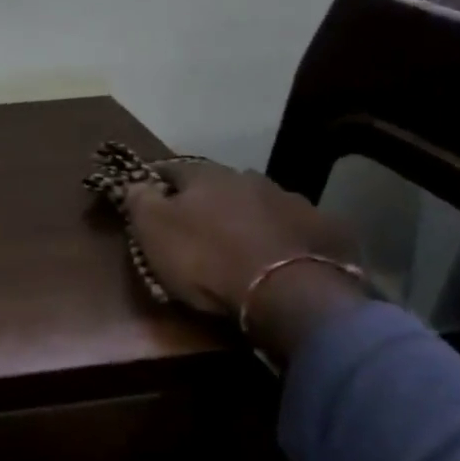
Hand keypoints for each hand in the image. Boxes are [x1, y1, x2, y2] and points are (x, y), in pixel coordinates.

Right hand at [123, 162, 366, 363]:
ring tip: (240, 246)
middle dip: (207, 202)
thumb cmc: (207, 259)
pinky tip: (278, 258)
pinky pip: (294, 229)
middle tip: (197, 229)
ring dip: (246, 218)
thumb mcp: (154, 231)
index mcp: (206, 174)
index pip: (171, 169)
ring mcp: (291, 201)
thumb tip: (135, 182)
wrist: (288, 291)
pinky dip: (282, 238)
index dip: (156, 183)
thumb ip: (139, 201)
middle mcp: (250, 178)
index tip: (147, 198)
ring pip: (258, 205)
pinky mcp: (324, 229)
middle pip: (219, 186)